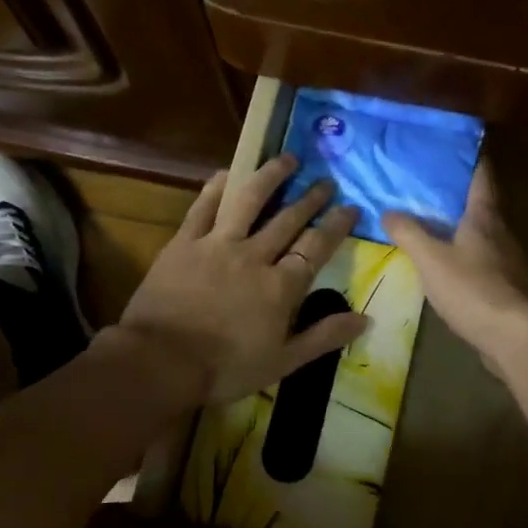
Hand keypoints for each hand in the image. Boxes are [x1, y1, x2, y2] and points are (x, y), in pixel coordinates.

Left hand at [117, 154, 367, 405]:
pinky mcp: (184, 243)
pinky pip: (203, 207)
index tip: (351, 207)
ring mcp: (217, 244)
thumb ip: (324, 337)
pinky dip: (216, 187)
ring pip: (249, 200)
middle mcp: (254, 255)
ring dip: (270, 176)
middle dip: (311, 198)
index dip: (336, 225)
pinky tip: (228, 173)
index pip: (317, 247)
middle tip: (325, 180)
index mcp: (281, 286)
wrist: (161, 361)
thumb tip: (365, 319)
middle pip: (288, 218)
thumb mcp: (283, 362)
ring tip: (286, 159)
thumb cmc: (225, 368)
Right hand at [386, 162, 527, 364]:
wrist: (515, 336)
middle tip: (428, 189)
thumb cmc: (472, 288)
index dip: (470, 159)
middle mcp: (501, 233)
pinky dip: (466, 258)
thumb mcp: (431, 259)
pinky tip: (448, 268)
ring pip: (483, 236)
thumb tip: (387, 211)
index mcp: (484, 217)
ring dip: (461, 229)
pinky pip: (483, 263)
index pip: (481, 176)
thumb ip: (409, 233)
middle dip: (458, 196)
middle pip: (482, 206)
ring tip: (433, 228)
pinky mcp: (507, 289)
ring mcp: (508, 262)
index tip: (454, 148)